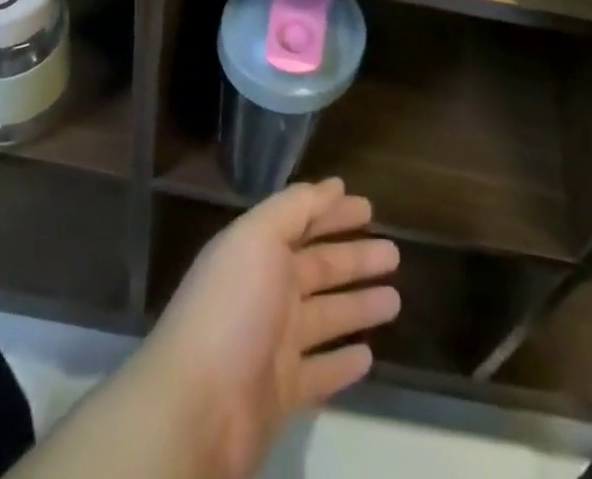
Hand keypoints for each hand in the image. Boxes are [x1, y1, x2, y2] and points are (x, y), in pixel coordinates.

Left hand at [135, 179, 399, 478]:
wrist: (196, 407)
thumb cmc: (232, 307)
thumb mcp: (259, 237)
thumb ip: (295, 207)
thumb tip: (332, 185)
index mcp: (257, 252)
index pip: (303, 223)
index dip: (333, 213)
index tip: (368, 207)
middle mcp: (267, 292)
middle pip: (319, 269)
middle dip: (355, 258)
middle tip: (394, 253)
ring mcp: (274, 345)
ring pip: (327, 318)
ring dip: (358, 306)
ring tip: (395, 300)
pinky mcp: (282, 394)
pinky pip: (320, 374)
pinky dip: (343, 364)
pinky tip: (369, 356)